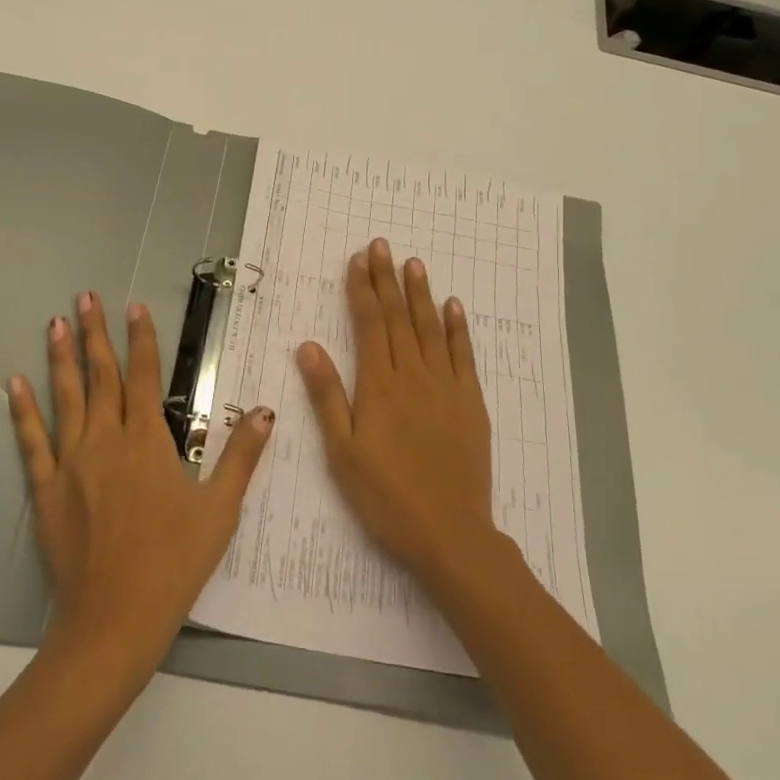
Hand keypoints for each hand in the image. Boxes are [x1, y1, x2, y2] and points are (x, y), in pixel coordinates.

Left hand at [8, 292, 271, 680]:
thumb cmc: (174, 563)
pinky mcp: (46, 488)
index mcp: (148, 441)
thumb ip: (241, 456)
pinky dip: (23, 410)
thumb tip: (266, 411)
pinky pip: (32, 441)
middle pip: (101, 376)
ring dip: (61, 358)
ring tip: (56, 323)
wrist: (114, 619)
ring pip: (66, 398)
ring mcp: (72, 462)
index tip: (135, 307)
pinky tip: (14, 383)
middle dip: (96, 334)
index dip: (141, 340)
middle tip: (86, 297)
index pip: (145, 376)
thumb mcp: (220, 510)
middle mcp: (106, 440)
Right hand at [297, 239, 497, 584]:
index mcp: (379, 386)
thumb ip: (327, 396)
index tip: (357, 260)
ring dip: (421, 293)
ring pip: (431, 328)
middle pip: (399, 317)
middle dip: (387, 279)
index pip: (369, 325)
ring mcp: (447, 387)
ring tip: (414, 263)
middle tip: (382, 245)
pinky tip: (454, 307)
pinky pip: (464, 355)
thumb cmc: (386, 497)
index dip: (362, 290)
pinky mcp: (471, 403)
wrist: (451, 534)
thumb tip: (308, 346)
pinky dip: (458, 328)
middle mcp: (414, 376)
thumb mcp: (342, 452)